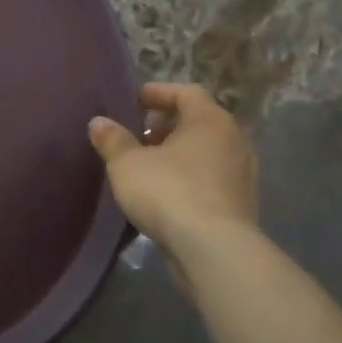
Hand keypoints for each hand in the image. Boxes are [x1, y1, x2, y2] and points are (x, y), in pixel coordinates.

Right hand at [89, 83, 257, 247]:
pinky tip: (166, 195)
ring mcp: (242, 174)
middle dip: (166, 126)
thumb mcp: (127, 164)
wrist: (213, 250)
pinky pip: (211, 179)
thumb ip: (112, 139)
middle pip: (197, 121)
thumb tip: (99, 122)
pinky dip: (190, 178)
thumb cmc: (168, 192)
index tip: (132, 102)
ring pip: (206, 152)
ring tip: (148, 168)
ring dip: (178, 155)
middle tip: (137, 137)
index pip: (186, 92)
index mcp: (209, 120)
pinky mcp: (242, 204)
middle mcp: (233, 140)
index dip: (157, 93)